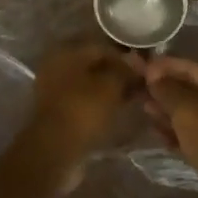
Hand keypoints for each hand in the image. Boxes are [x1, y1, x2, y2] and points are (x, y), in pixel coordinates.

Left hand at [26, 41, 144, 159]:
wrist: (55, 149)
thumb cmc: (83, 109)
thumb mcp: (110, 86)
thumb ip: (124, 70)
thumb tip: (136, 63)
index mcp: (66, 52)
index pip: (102, 47)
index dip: (125, 58)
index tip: (143, 71)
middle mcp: (56, 65)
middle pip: (93, 64)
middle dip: (116, 73)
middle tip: (138, 85)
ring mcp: (53, 88)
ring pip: (88, 83)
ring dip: (108, 89)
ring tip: (130, 98)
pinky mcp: (55, 110)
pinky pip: (82, 99)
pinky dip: (97, 103)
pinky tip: (114, 110)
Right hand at [143, 56, 197, 197]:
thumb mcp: (187, 109)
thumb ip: (168, 89)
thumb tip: (152, 74)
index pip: (189, 68)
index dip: (164, 66)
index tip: (139, 67)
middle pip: (189, 91)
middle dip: (163, 89)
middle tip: (136, 90)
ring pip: (189, 115)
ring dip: (166, 111)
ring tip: (144, 110)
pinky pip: (192, 136)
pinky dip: (175, 133)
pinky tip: (158, 135)